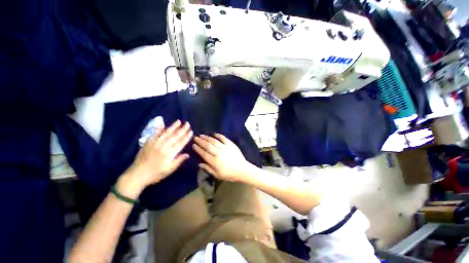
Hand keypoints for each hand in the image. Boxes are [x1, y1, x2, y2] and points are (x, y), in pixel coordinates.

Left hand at [117, 120, 192, 197]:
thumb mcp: (169, 170)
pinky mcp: (148, 142)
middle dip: (182, 129)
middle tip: (187, 124)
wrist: (137, 175)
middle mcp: (164, 146)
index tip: (191, 131)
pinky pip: (155, 133)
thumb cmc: (155, 174)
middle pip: (175, 136)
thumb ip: (178, 161)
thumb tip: (187, 154)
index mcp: (170, 153)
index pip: (181, 143)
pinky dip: (159, 128)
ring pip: (166, 133)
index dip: (186, 137)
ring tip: (179, 121)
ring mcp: (155, 143)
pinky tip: (162, 123)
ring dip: (173, 126)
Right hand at [193, 134, 253, 181]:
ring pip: (214, 141)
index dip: (198, 149)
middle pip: (208, 146)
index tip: (193, 145)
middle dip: (201, 141)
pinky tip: (214, 134)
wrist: (242, 169)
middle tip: (195, 137)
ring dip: (207, 138)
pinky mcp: (231, 144)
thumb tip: (199, 163)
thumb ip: (208, 168)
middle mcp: (218, 153)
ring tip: (202, 135)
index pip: (204, 153)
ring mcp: (225, 148)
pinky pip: (223, 138)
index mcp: (214, 161)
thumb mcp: (217, 175)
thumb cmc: (229, 174)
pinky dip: (219, 135)